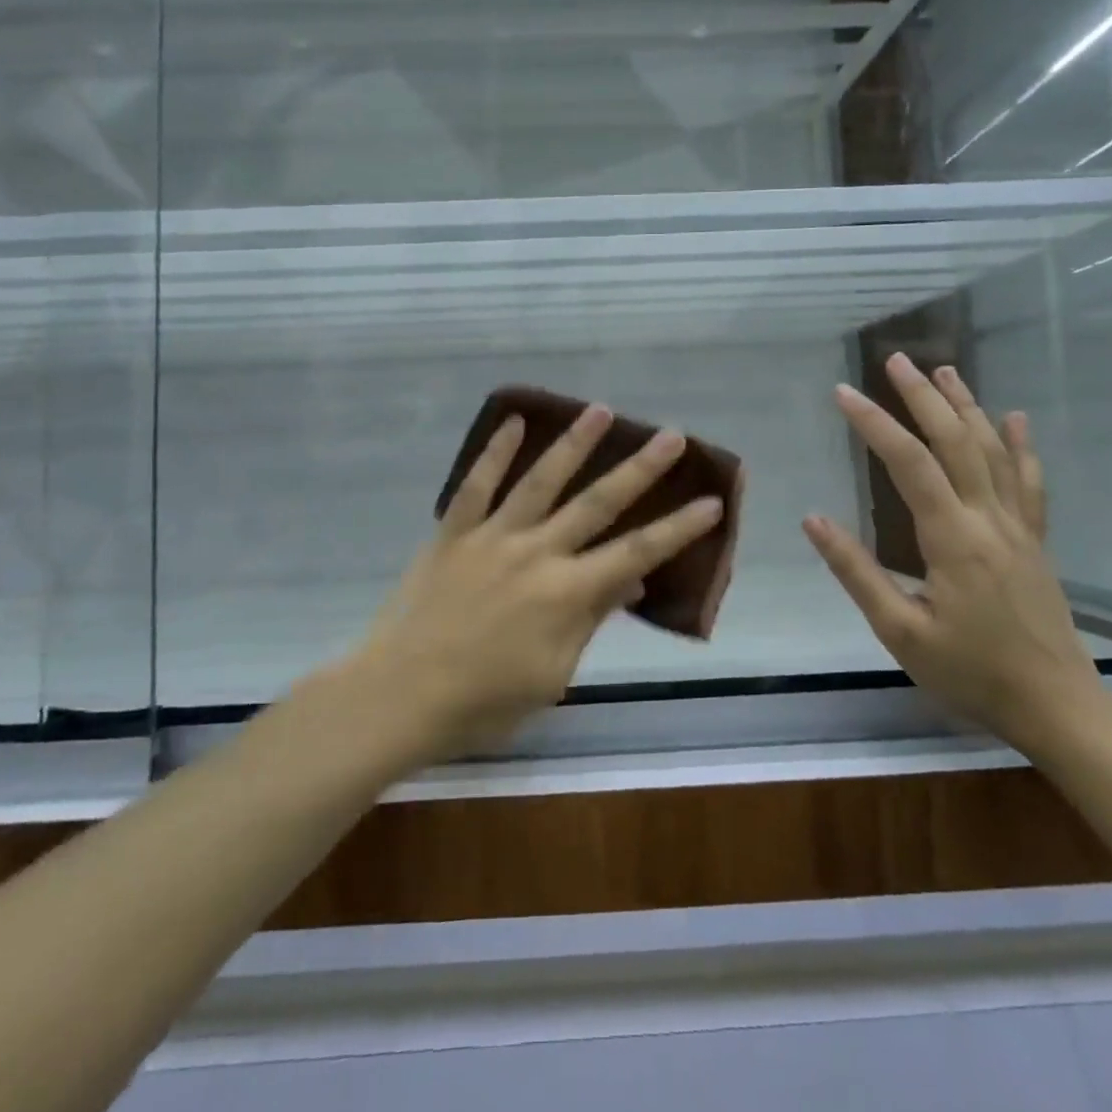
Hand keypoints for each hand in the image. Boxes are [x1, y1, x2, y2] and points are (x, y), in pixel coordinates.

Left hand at [346, 404, 724, 761]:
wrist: (401, 695)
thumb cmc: (484, 701)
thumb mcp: (552, 675)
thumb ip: (590, 621)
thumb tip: (631, 582)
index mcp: (567, 594)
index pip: (636, 553)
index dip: (678, 528)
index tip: (711, 500)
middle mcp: (537, 553)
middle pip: (597, 503)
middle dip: (640, 469)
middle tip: (671, 435)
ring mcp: (493, 537)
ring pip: (541, 480)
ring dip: (574, 443)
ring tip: (600, 410)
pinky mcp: (454, 532)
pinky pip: (476, 484)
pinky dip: (495, 451)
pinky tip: (514, 421)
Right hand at [803, 354, 1102, 751]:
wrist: (1058, 707)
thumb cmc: (971, 673)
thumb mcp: (900, 632)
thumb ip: (856, 572)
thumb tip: (814, 521)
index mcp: (952, 540)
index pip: (909, 465)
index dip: (875, 424)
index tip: (844, 393)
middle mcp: (989, 521)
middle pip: (955, 443)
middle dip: (922, 398)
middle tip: (895, 361)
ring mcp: (1018, 528)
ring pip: (992, 452)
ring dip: (965, 407)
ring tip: (942, 372)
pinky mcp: (1035, 541)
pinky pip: (1028, 483)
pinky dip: (1019, 446)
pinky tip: (1012, 418)